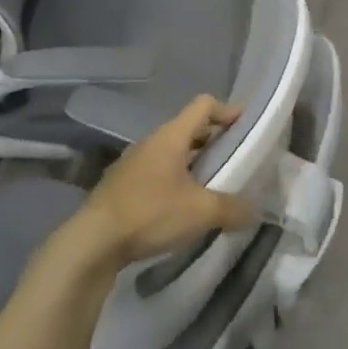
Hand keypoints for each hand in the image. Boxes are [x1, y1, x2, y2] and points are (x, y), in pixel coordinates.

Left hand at [67, 94, 255, 268]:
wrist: (92, 242)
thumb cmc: (150, 214)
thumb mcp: (201, 212)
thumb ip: (233, 208)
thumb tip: (255, 210)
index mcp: (171, 136)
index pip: (204, 105)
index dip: (228, 111)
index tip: (247, 128)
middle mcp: (152, 142)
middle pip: (189, 129)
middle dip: (215, 141)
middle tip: (236, 161)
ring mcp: (134, 163)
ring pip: (173, 153)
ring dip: (195, 164)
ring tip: (213, 188)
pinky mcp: (123, 186)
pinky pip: (158, 173)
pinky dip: (176, 181)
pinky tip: (183, 208)